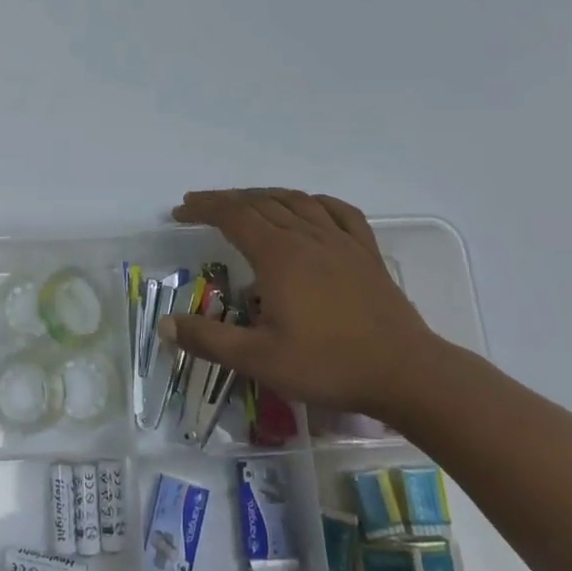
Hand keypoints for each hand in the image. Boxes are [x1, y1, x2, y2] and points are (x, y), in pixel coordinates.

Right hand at [159, 189, 446, 415]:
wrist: (406, 374)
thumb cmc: (328, 365)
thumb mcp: (259, 359)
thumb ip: (209, 340)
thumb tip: (165, 325)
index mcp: (279, 255)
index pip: (232, 215)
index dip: (203, 209)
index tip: (180, 212)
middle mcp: (307, 237)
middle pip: (261, 203)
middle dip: (226, 201)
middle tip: (200, 207)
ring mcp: (341, 242)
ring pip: (296, 201)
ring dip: (264, 196)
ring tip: (245, 203)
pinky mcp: (366, 254)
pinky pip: (339, 212)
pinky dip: (314, 202)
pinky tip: (309, 206)